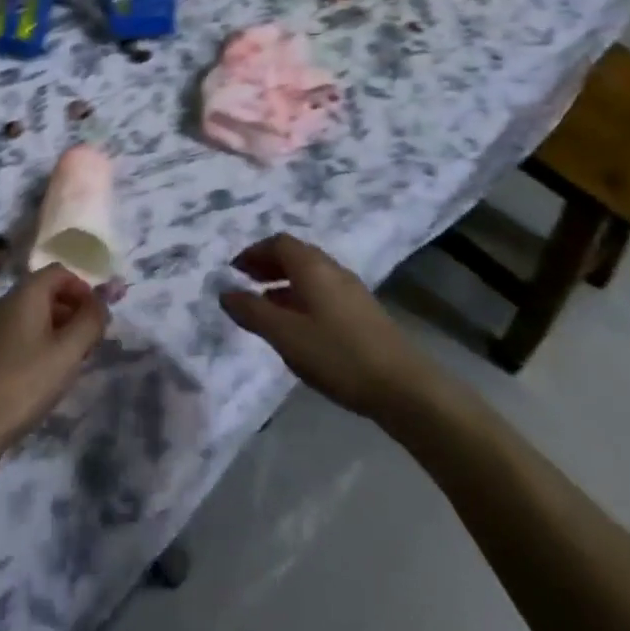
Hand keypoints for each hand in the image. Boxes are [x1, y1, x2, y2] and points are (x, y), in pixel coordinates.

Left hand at [0, 265, 108, 458]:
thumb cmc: (23, 384)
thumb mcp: (67, 353)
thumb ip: (90, 321)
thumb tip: (102, 300)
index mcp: (24, 293)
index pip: (59, 272)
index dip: (83, 289)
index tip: (98, 319)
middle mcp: (4, 302)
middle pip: (46, 292)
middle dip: (73, 311)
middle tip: (90, 345)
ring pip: (33, 315)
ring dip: (58, 330)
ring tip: (71, 364)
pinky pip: (19, 333)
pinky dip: (39, 344)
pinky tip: (45, 376)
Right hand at [218, 234, 429, 421]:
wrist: (404, 387)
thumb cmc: (337, 354)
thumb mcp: (285, 335)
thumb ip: (252, 312)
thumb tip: (225, 292)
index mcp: (312, 266)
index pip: (278, 242)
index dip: (253, 252)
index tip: (234, 271)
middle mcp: (332, 269)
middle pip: (295, 255)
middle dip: (268, 265)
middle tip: (246, 284)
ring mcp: (352, 290)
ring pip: (311, 275)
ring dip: (285, 283)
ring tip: (267, 308)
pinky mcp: (364, 312)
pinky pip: (324, 292)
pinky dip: (303, 298)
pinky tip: (299, 327)